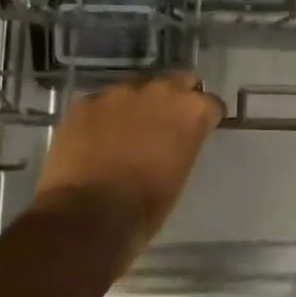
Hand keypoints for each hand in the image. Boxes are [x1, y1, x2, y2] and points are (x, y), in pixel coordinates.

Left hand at [32, 72, 224, 277]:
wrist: (89, 215)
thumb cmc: (146, 204)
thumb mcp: (181, 171)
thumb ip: (183, 141)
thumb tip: (174, 138)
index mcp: (191, 110)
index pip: (210, 103)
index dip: (206, 118)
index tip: (200, 130)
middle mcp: (159, 90)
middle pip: (177, 81)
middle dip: (176, 97)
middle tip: (167, 123)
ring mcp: (118, 93)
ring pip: (136, 89)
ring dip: (138, 105)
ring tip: (127, 131)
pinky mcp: (85, 102)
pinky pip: (102, 102)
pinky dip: (104, 116)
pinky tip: (97, 139)